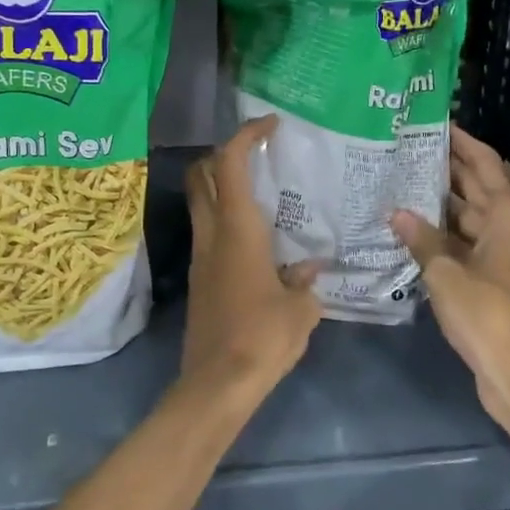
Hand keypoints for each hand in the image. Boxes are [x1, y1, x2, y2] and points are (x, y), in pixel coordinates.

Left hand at [182, 115, 322, 398]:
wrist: (217, 384)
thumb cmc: (263, 337)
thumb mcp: (300, 309)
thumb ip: (306, 281)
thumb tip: (309, 268)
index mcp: (237, 229)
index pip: (229, 164)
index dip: (245, 135)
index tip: (269, 125)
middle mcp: (212, 234)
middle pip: (201, 175)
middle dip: (222, 154)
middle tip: (256, 155)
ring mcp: (201, 257)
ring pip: (201, 203)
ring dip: (222, 187)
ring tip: (262, 194)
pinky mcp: (199, 279)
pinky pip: (209, 233)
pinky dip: (226, 220)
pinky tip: (257, 241)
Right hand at [393, 125, 509, 426]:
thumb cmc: (486, 312)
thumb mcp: (446, 272)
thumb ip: (421, 239)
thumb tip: (396, 212)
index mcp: (506, 213)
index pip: (484, 162)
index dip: (462, 141)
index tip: (434, 123)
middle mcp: (505, 225)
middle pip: (475, 185)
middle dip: (444, 166)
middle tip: (405, 148)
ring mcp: (497, 251)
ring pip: (465, 213)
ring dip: (438, 200)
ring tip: (398, 180)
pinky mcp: (487, 275)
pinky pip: (460, 239)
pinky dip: (438, 231)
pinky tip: (407, 225)